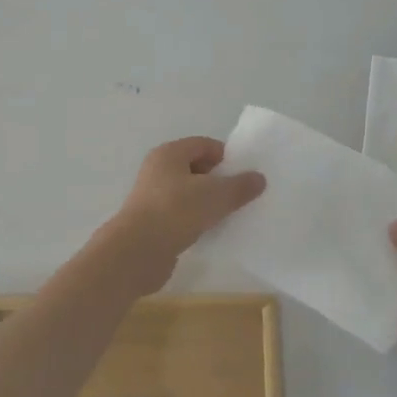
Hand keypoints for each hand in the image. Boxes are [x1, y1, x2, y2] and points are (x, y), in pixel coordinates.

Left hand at [98, 136, 265, 293]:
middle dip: (219, 180)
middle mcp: (157, 171)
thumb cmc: (176, 211)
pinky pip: (182, 216)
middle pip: (195, 169)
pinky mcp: (153, 224)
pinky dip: (197, 221)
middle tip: (242, 195)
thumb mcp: (216, 195)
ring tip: (231, 215)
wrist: (137, 252)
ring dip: (208, 203)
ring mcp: (153, 198)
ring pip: (188, 194)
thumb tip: (258, 178)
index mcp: (169, 154)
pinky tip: (212, 232)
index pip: (203, 144)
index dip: (226, 156)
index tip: (245, 174)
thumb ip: (240, 186)